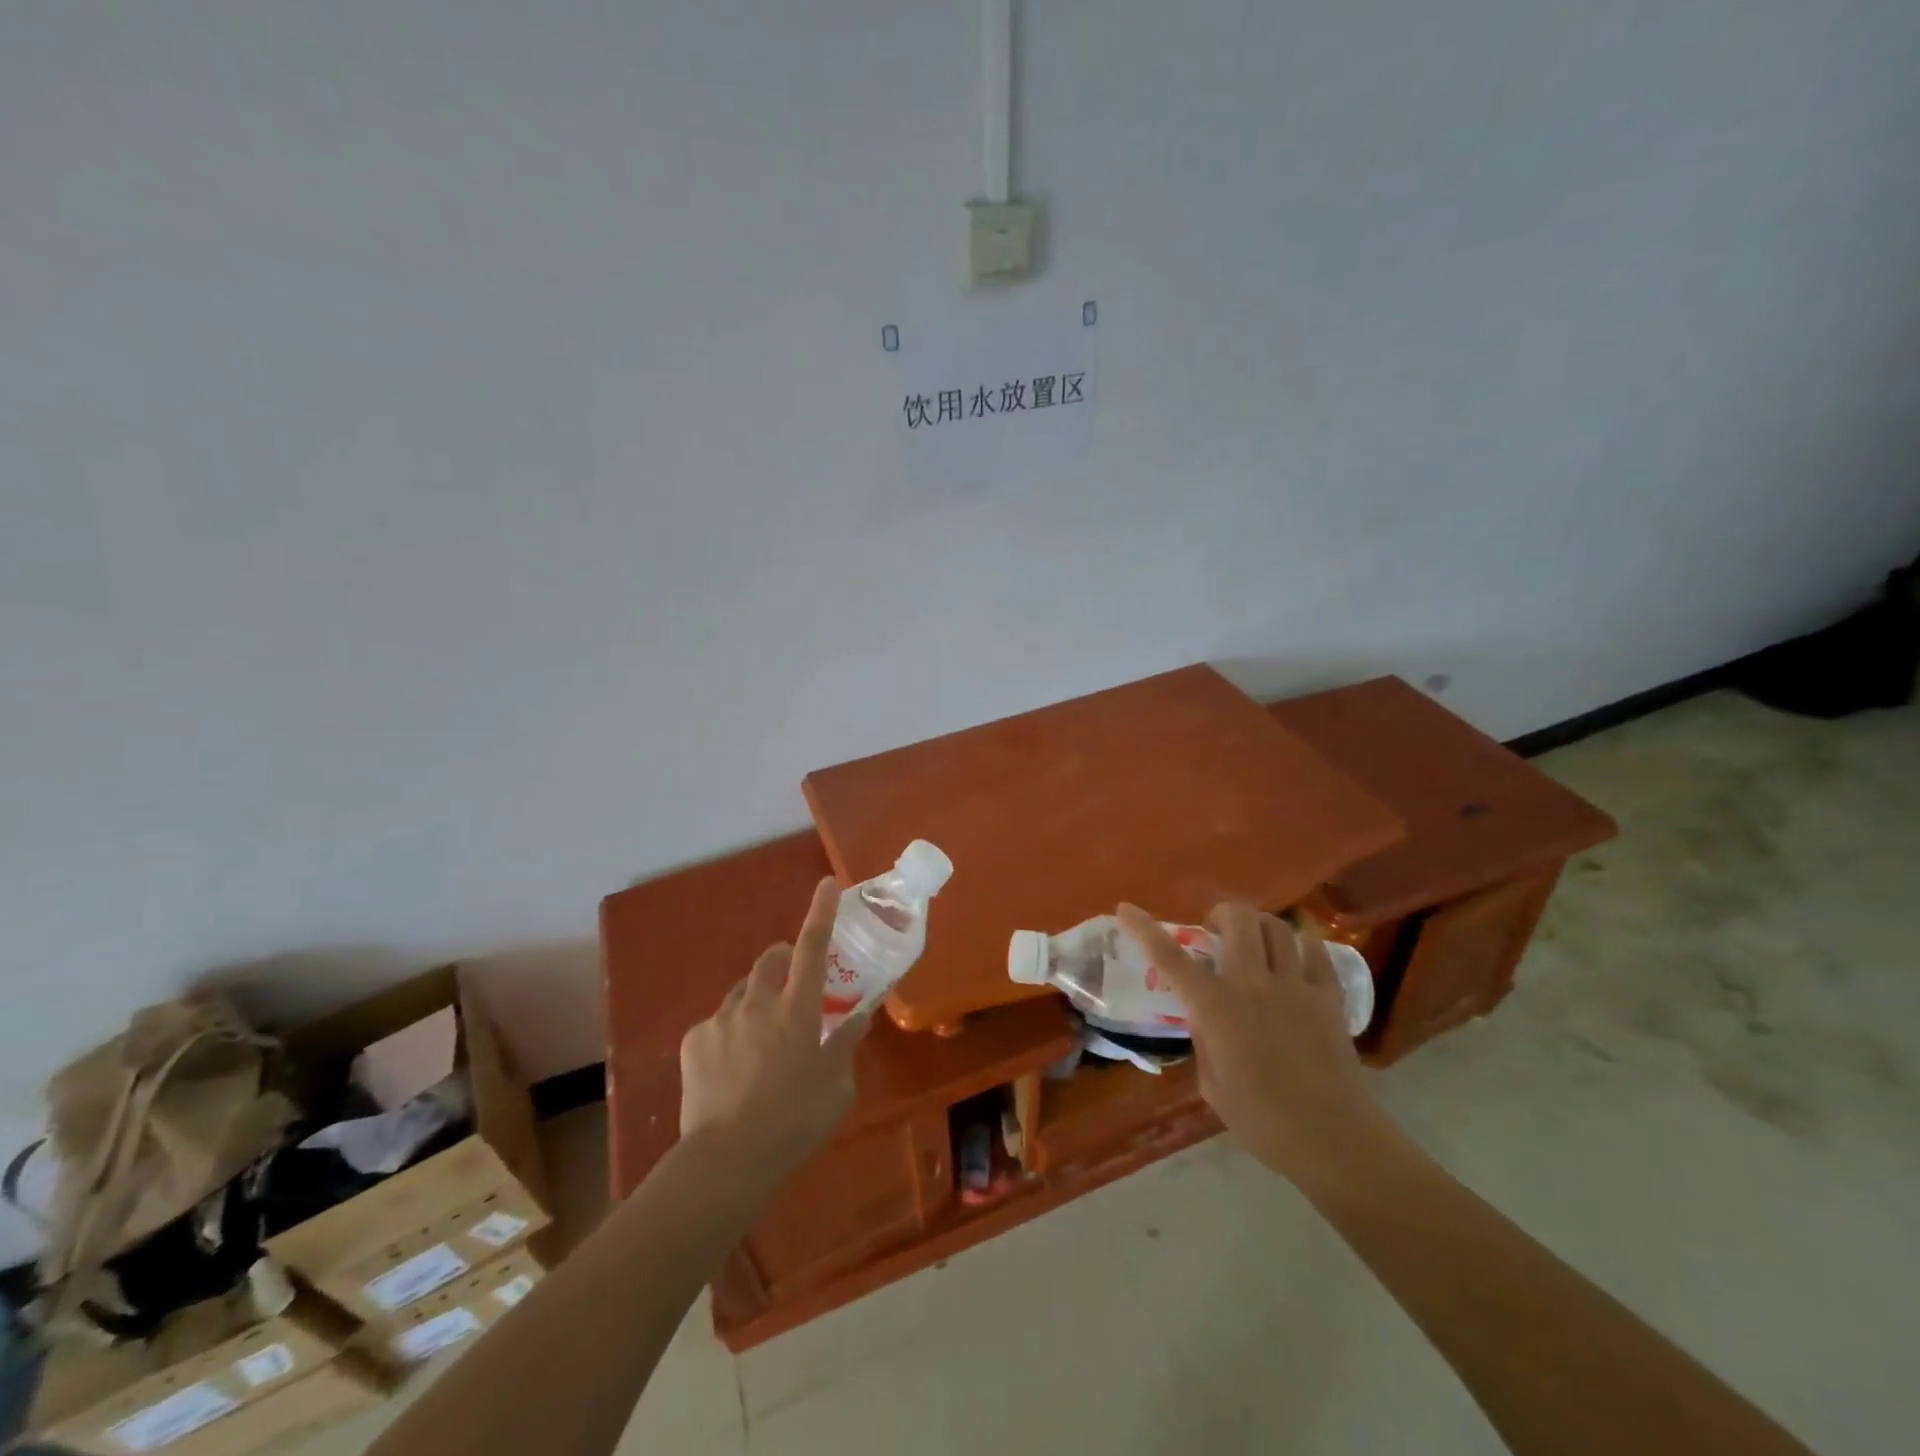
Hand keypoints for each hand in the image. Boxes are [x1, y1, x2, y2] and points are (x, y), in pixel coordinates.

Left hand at [679, 877, 870, 1175]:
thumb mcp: (837, 1087)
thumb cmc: (794, 1123)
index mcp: (799, 1010)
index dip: (822, 912)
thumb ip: (847, 1044)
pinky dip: (731, 1032)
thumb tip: (859, 1017)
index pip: (813, 947)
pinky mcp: (694, 1040)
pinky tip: (732, 1067)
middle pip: (771, 958)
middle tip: (793, 989)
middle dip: (784, 959)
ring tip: (761, 1041)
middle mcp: (758, 1003)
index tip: (826, 883)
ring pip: (744, 990)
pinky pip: (718, 1021)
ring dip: (758, 1000)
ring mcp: (722, 1019)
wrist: (726, 1160)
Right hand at [1117, 901, 1393, 1182]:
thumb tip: (1205, 1019)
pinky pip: (1316, 950)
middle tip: (1215, 930)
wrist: (1332, 1138)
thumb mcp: (1212, 1083)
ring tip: (1255, 940)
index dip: (1143, 928)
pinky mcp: (1329, 995)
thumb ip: (1204, 1040)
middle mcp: (1252, 983)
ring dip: (1259, 925)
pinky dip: (1302, 942)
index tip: (1126, 909)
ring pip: (1277, 927)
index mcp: (1214, 1007)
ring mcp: (1295, 985)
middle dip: (1220, 914)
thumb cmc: (1261, 1120)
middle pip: (1237, 919)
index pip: (1169, 956)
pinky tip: (1296, 953)